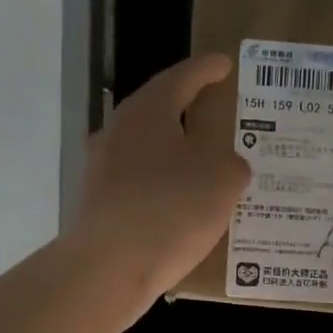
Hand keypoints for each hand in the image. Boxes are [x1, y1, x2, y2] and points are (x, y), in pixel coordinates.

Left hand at [71, 53, 251, 304]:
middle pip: (158, 111)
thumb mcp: (222, 182)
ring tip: (205, 164)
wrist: (108, 268)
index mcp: (148, 112)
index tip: (224, 64)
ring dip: (175, 152)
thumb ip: (233, 164)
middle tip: (216, 112)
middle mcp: (118, 131)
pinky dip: (163, 185)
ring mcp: (102, 168)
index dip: (207, 70)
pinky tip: (182, 205)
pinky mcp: (99, 202)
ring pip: (147, 148)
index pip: (182, 78)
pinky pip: (139, 182)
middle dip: (188, 111)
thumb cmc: (170, 210)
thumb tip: (226, 164)